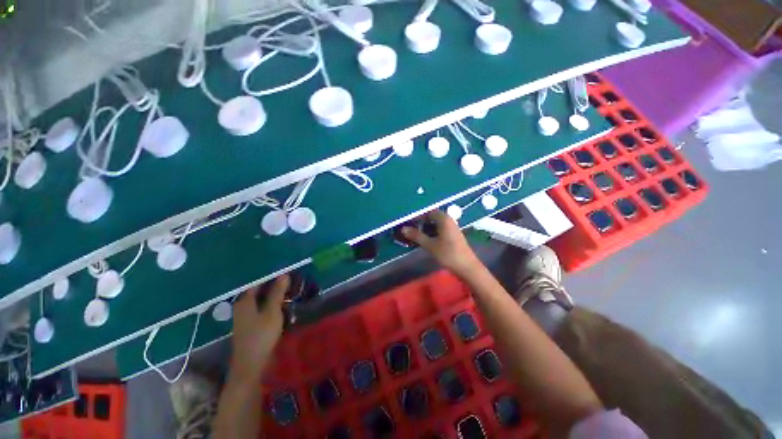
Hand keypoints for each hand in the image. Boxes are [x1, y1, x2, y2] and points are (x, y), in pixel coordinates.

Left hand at [230, 275, 290, 379]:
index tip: (287, 271)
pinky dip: (271, 304)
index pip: (258, 281)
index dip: (272, 276)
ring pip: (261, 300)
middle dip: (274, 284)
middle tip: (291, 280)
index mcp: (245, 301)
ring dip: (274, 294)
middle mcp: (242, 306)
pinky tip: (282, 304)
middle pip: (259, 290)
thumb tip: (284, 274)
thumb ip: (277, 293)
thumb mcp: (272, 312)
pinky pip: (261, 308)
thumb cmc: (261, 336)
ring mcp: (245, 316)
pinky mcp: (250, 325)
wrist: (250, 366)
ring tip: (290, 290)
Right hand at [402, 210, 482, 278]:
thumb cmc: (448, 254)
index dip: (416, 216)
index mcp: (444, 219)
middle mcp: (448, 220)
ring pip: (435, 224)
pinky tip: (425, 239)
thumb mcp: (430, 245)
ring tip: (414, 235)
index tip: (407, 222)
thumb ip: (416, 235)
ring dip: (425, 228)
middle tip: (409, 229)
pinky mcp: (452, 235)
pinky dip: (431, 232)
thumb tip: (403, 229)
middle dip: (420, 222)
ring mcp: (451, 227)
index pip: (427, 212)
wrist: (467, 267)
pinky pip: (439, 229)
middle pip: (431, 217)